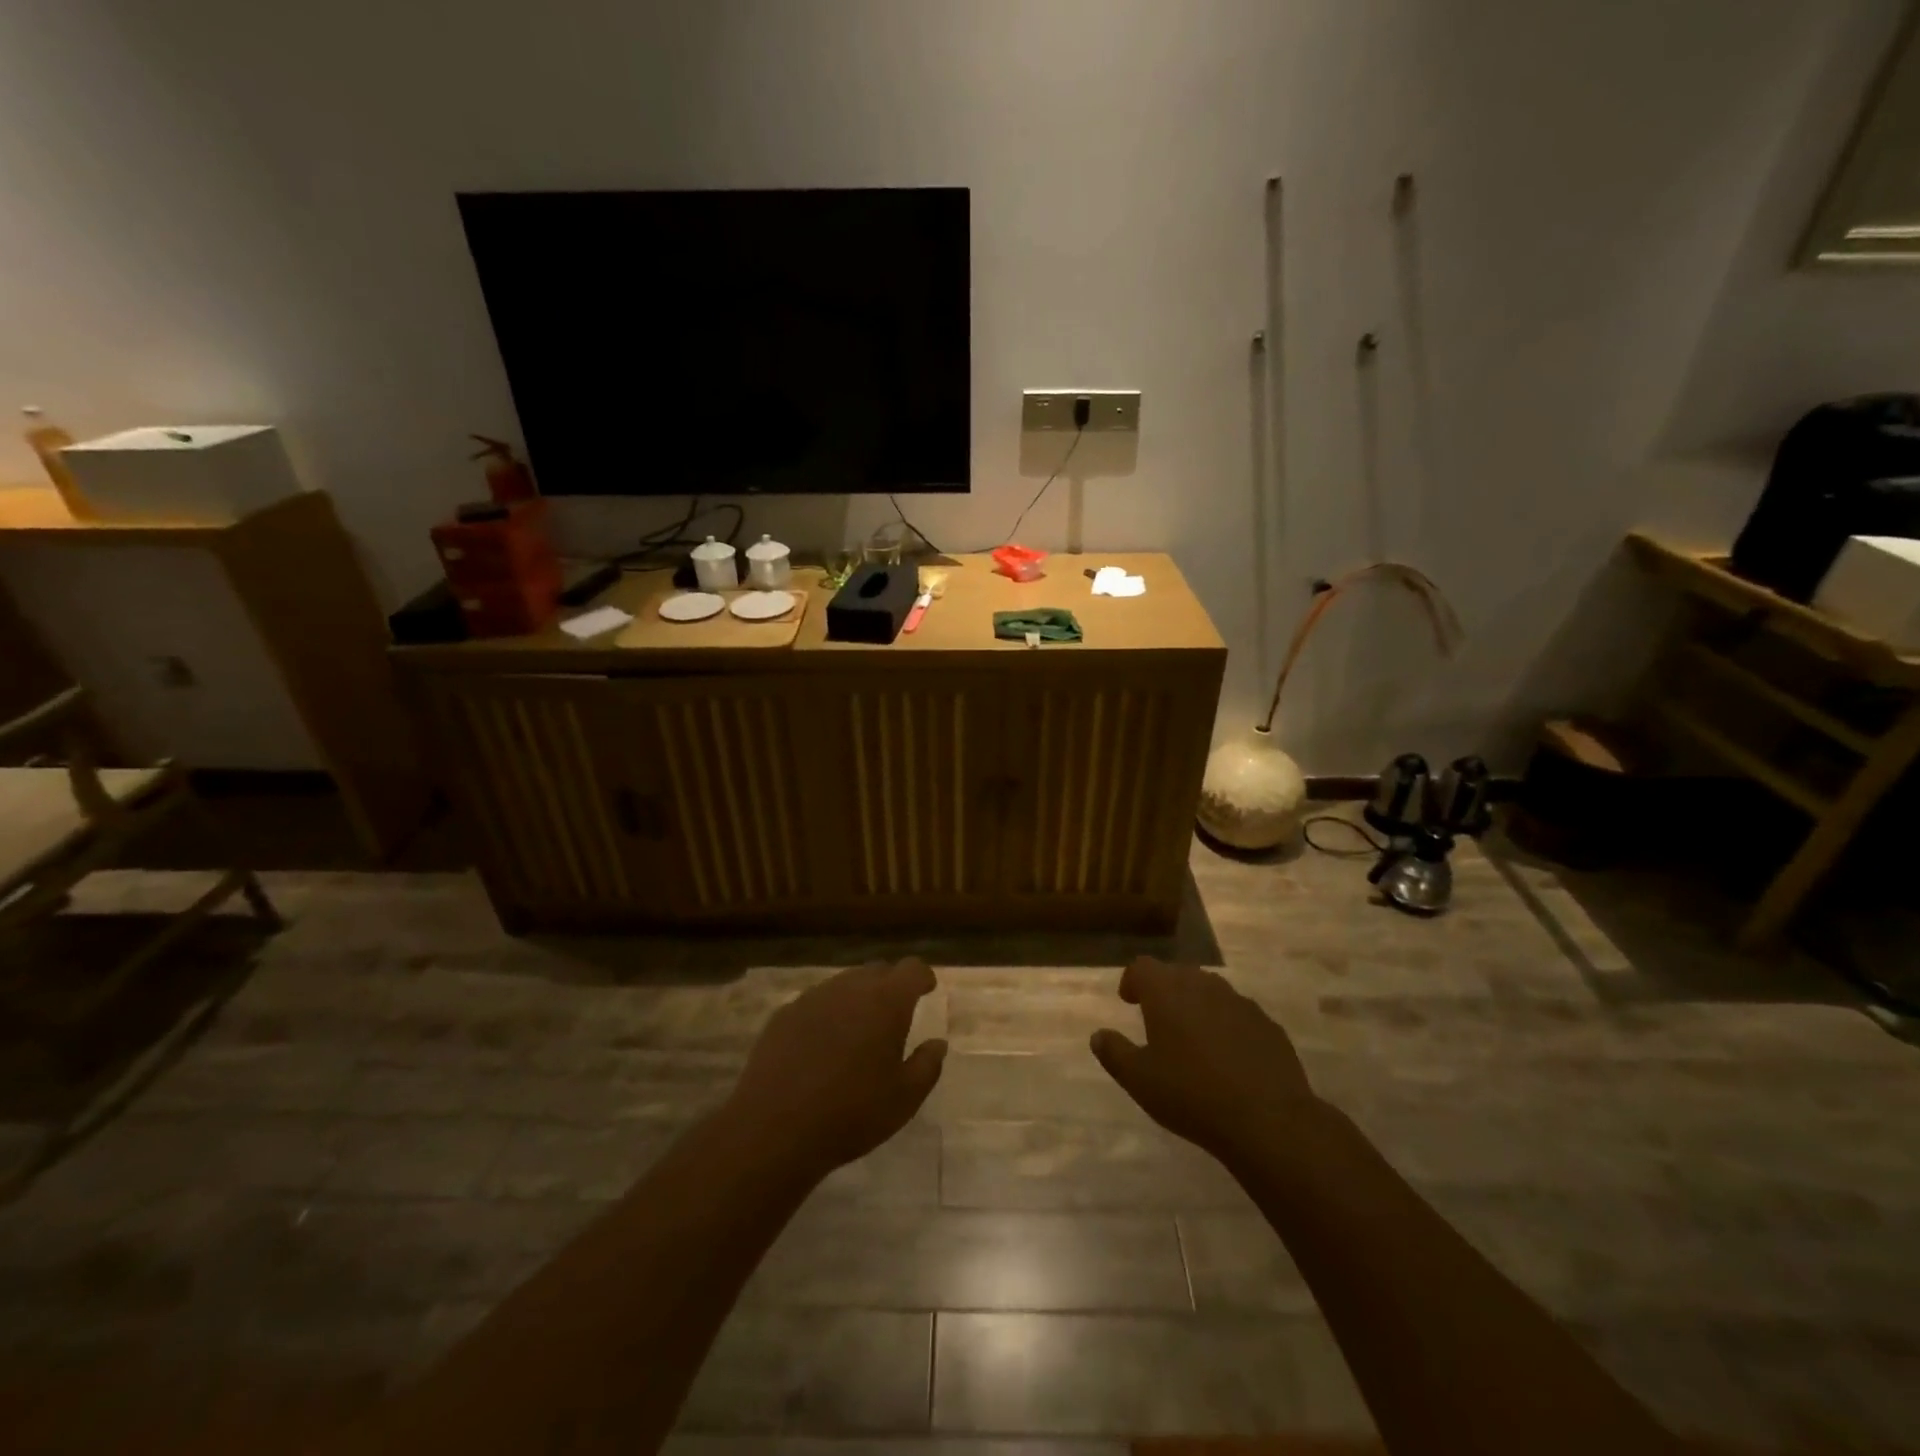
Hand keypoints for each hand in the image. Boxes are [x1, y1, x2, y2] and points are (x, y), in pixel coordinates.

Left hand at [728, 959, 947, 1178]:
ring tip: (858, 1031)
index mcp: (886, 1002)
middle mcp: (850, 988)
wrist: (775, 1128)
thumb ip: (927, 1065)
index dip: (922, 977)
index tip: (927, 989)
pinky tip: (822, 1045)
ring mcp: (813, 997)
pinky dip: (827, 1014)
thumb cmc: (851, 1113)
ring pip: (844, 984)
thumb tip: (937, 1043)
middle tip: (894, 1014)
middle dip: (890, 986)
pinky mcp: (784, 1014)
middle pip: (877, 971)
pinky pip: (815, 1003)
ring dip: (857, 999)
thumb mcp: (904, 1099)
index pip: (911, 969)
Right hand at [1090, 957, 1320, 1164]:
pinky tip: (1228, 1057)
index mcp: (1167, 991)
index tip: (1129, 1001)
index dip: (1132, 981)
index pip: (1142, 967)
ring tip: (1192, 1038)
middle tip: (1157, 1019)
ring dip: (1196, 1006)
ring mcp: (1240, 1002)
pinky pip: (1238, 1014)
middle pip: (1177, 974)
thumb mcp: (1139, 1080)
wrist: (1268, 1119)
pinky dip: (1226, 1025)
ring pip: (1210, 991)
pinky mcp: (1268, 1025)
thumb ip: (1114, 1053)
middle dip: (1164, 991)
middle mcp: (1203, 985)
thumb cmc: (1192, 1094)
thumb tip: (1098, 1035)